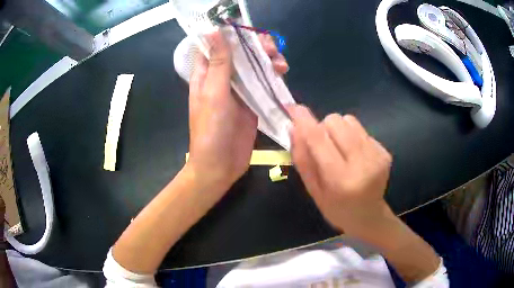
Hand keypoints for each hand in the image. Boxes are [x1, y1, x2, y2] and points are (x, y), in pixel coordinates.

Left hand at [187, 31, 288, 191]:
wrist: (220, 165)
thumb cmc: (211, 130)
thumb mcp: (214, 93)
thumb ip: (219, 63)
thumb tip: (215, 32)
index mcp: (207, 73)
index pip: (218, 45)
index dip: (232, 35)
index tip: (249, 33)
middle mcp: (223, 78)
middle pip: (241, 53)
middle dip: (257, 47)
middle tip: (271, 50)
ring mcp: (239, 90)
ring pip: (255, 66)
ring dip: (269, 60)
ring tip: (281, 65)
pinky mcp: (253, 102)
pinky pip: (264, 83)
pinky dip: (274, 76)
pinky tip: (283, 74)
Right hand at [287, 105, 392, 232]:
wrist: (369, 216)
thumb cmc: (336, 209)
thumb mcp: (313, 190)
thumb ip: (303, 159)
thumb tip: (294, 128)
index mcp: (341, 179)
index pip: (319, 140)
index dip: (304, 120)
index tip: (293, 107)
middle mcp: (362, 163)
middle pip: (335, 121)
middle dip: (323, 128)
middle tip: (323, 147)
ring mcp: (377, 155)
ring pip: (349, 120)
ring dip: (338, 130)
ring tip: (340, 150)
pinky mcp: (384, 150)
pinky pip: (360, 129)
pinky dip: (352, 136)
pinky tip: (354, 156)